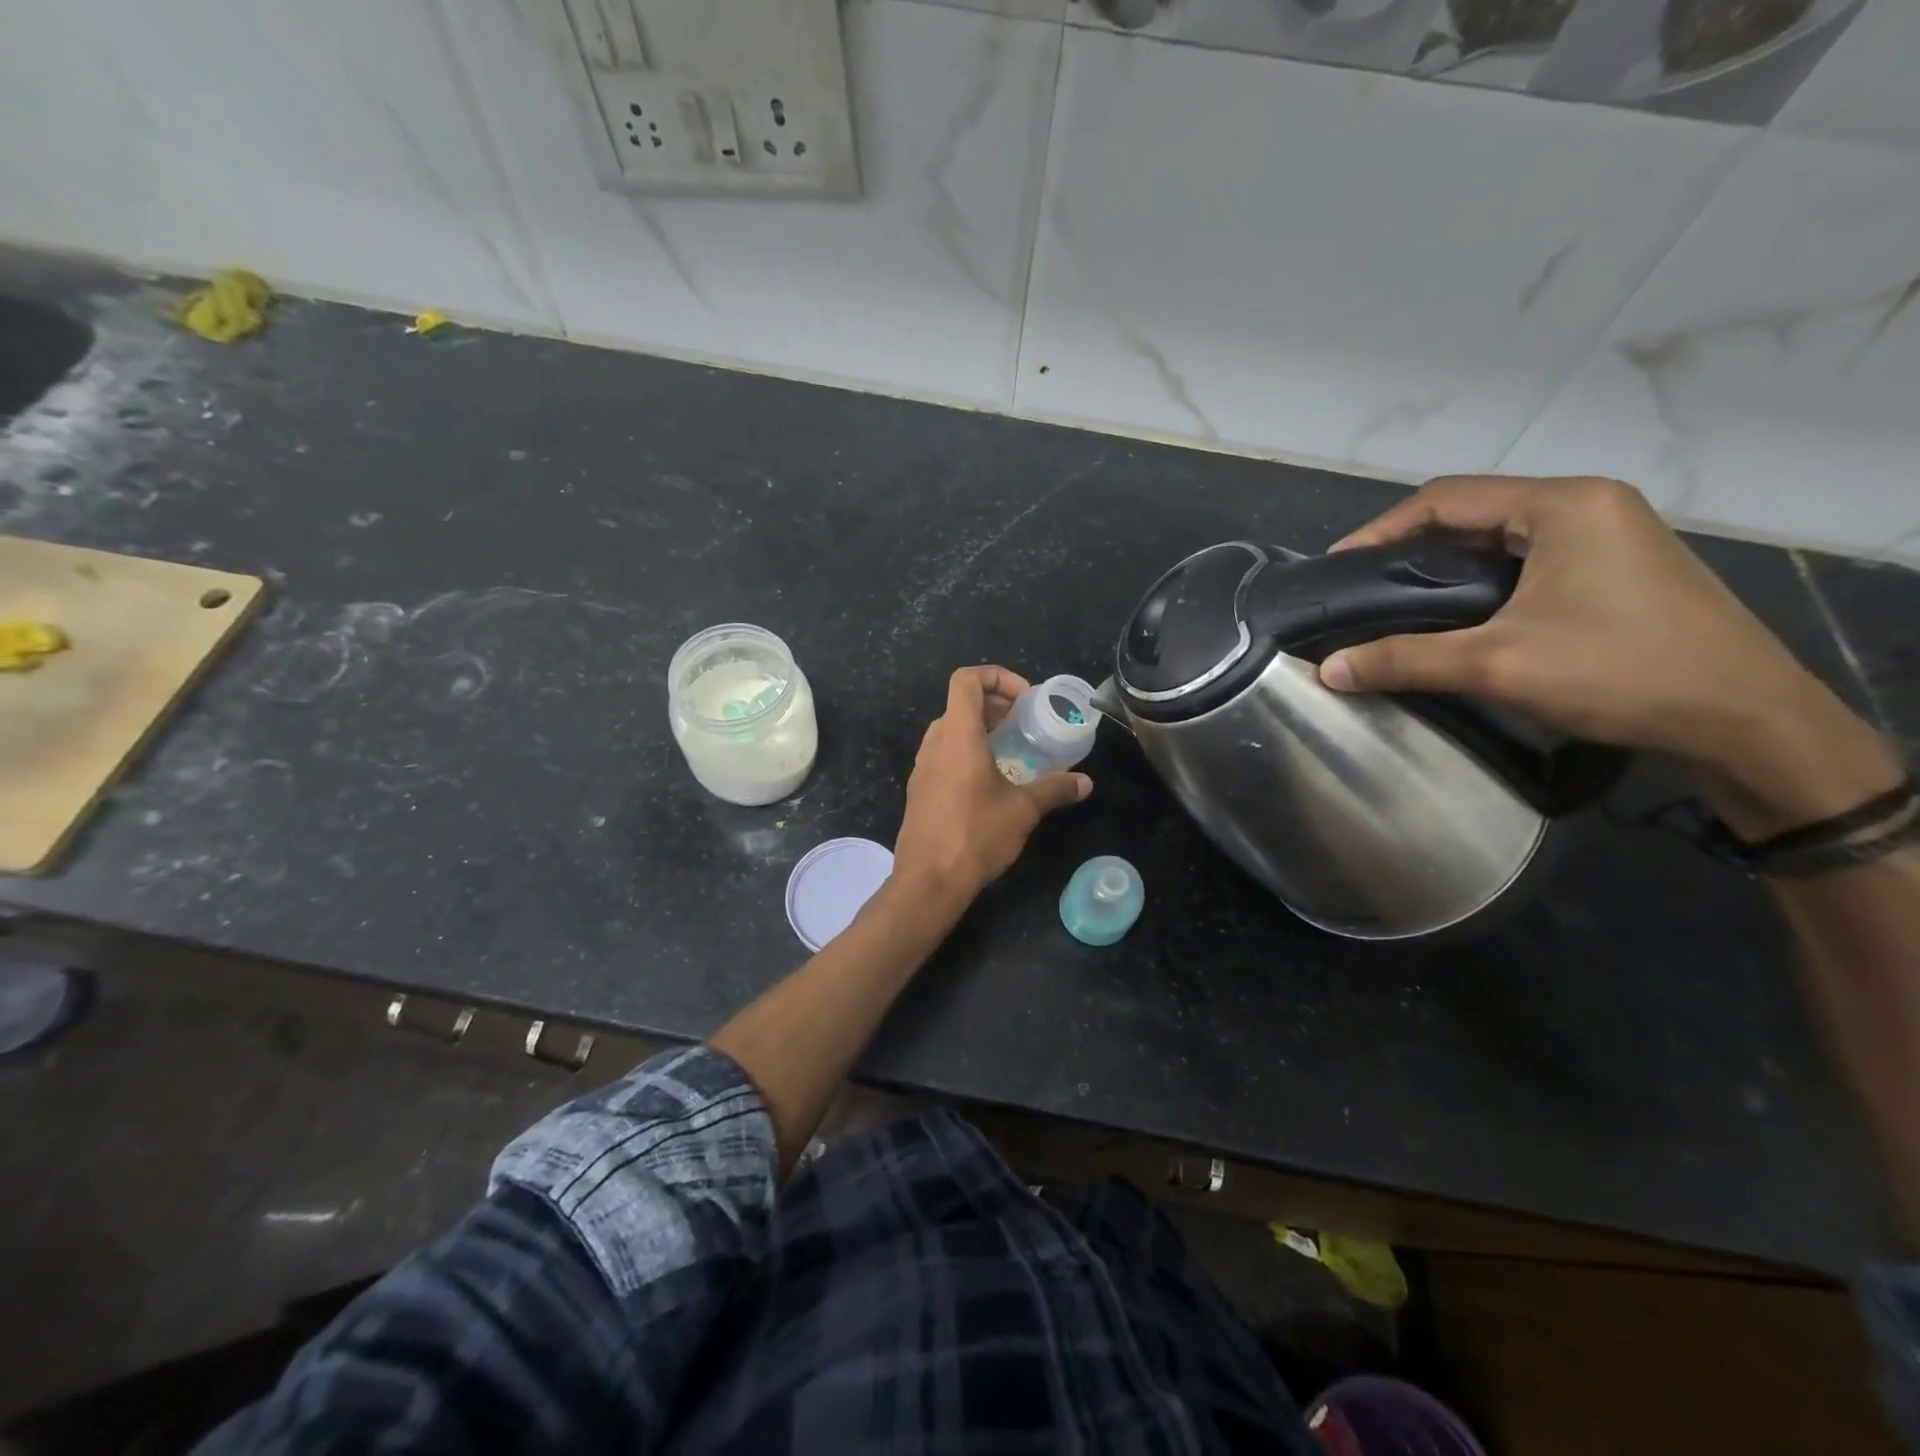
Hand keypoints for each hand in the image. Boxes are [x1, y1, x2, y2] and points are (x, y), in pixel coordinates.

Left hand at [890, 666, 1090, 912]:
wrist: (928, 881)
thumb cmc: (976, 835)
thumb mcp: (1023, 810)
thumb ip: (1055, 789)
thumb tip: (1085, 782)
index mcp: (957, 735)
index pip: (966, 680)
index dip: (996, 676)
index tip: (1024, 699)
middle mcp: (934, 744)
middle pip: (960, 704)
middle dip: (994, 705)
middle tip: (1023, 724)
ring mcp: (922, 768)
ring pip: (950, 731)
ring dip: (979, 730)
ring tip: (1010, 751)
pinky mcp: (919, 790)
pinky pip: (943, 756)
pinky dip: (966, 753)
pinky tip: (989, 783)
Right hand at [1318, 476, 1901, 834]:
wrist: (1747, 720)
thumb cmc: (1620, 673)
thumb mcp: (1498, 665)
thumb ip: (1405, 660)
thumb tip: (1328, 670)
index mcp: (1562, 505)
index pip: (1445, 498)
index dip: (1380, 530)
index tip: (1336, 568)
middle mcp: (1587, 505)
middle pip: (1473, 512)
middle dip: (1409, 546)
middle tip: (1361, 587)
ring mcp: (1609, 534)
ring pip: (1500, 536)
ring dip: (1445, 564)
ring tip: (1396, 601)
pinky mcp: (1617, 567)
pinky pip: (1528, 559)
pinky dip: (1480, 579)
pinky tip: (1456, 613)